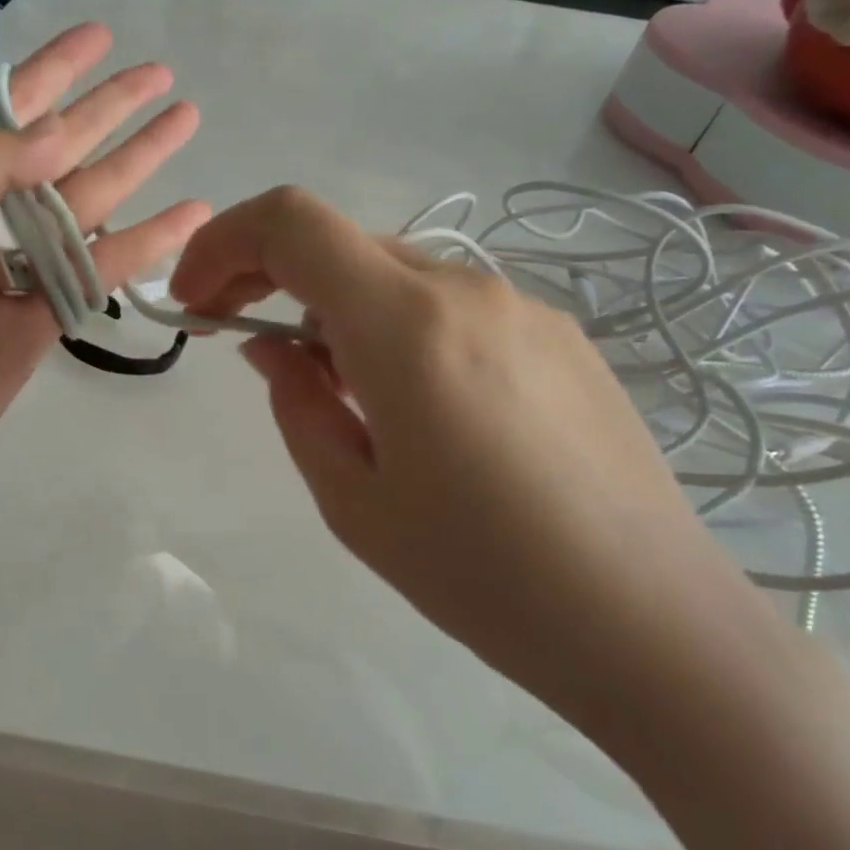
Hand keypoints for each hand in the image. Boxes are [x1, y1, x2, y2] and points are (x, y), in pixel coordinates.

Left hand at [0, 24, 208, 503]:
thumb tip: (60, 130)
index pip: (8, 108)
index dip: (54, 70)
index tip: (100, 36)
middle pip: (61, 148)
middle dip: (109, 110)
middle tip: (162, 76)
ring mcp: (20, 267)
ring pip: (92, 202)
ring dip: (138, 163)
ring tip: (185, 123)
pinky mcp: (46, 317)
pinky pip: (103, 268)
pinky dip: (146, 242)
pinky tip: (189, 213)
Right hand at [169, 187, 774, 731]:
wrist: (653, 626)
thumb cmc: (482, 575)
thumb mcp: (352, 499)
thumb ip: (296, 404)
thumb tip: (273, 347)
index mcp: (406, 324)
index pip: (291, 223)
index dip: (223, 243)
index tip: (196, 302)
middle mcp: (467, 289)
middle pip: (340, 242)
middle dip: (268, 274)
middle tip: (237, 338)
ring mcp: (524, 308)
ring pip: (395, 273)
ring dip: (335, 307)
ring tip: (332, 389)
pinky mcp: (560, 337)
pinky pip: (450, 305)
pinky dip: (397, 326)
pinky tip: (414, 404)